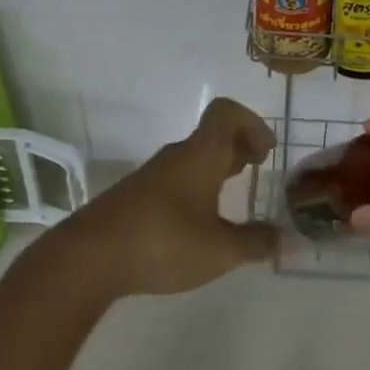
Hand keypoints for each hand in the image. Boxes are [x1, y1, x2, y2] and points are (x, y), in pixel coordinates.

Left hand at [58, 97, 279, 297]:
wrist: (89, 257)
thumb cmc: (163, 242)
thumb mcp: (220, 251)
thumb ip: (254, 242)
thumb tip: (280, 237)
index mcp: (201, 154)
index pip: (226, 112)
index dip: (252, 122)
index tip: (266, 150)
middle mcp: (178, 156)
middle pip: (212, 134)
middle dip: (239, 146)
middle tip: (258, 168)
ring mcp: (153, 175)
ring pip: (194, 157)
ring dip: (217, 166)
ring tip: (233, 193)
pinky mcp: (136, 197)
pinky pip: (176, 178)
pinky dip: (197, 186)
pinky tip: (199, 220)